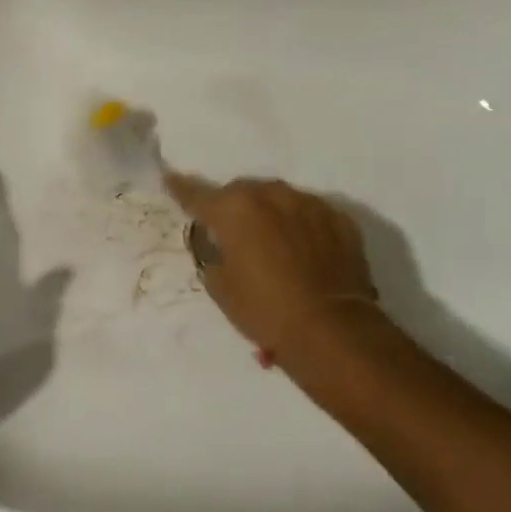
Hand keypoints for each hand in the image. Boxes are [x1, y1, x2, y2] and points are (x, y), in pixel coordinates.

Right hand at [164, 173, 381, 378]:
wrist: (333, 331)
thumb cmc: (265, 310)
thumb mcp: (220, 286)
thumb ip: (212, 254)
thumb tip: (220, 244)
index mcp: (233, 209)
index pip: (197, 194)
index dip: (181, 189)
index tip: (171, 180)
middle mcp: (270, 195)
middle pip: (242, 192)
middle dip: (234, 208)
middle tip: (234, 234)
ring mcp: (309, 203)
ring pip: (278, 199)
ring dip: (270, 214)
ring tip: (273, 244)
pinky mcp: (339, 219)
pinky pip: (310, 214)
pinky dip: (302, 226)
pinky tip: (306, 251)